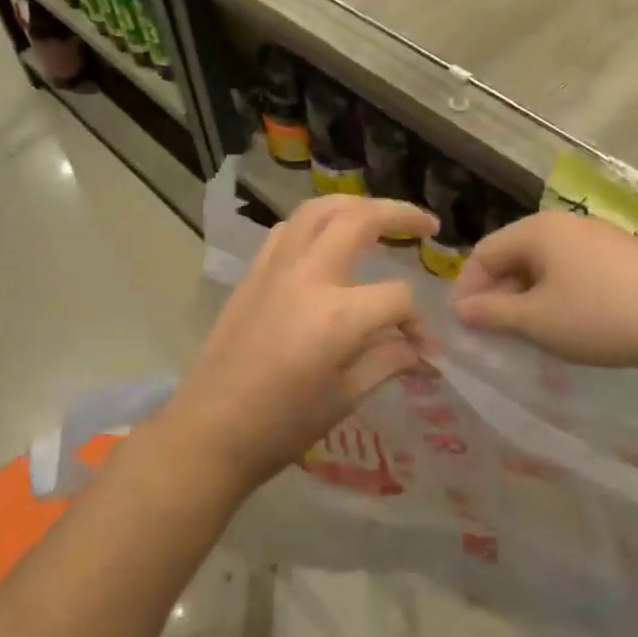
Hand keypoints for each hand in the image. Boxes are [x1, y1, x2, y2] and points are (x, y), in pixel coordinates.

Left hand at [161, 195, 437, 489]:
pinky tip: (327, 236)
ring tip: (378, 214)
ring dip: (355, 204)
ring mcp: (276, 268)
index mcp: (338, 315)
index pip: (396, 296)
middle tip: (426, 222)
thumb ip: (390, 360)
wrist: (210, 431)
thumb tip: (423, 349)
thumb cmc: (283, 425)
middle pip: (360, 220)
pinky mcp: (254, 273)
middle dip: (400, 214)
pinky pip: (288, 229)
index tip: (422, 346)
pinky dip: (316, 222)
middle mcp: (308, 276)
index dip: (416, 320)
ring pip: (319, 210)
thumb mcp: (347, 397)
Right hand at [451, 211, 637, 370]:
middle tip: (496, 331)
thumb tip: (460, 309)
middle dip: (499, 292)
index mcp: (536, 230)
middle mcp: (563, 223)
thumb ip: (492, 313)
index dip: (468, 288)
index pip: (484, 252)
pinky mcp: (621, 252)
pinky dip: (558, 291)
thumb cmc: (600, 315)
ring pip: (544, 262)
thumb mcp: (538, 321)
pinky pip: (572, 267)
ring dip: (528, 294)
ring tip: (531, 329)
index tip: (466, 326)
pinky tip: (569, 319)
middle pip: (514, 254)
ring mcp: (595, 234)